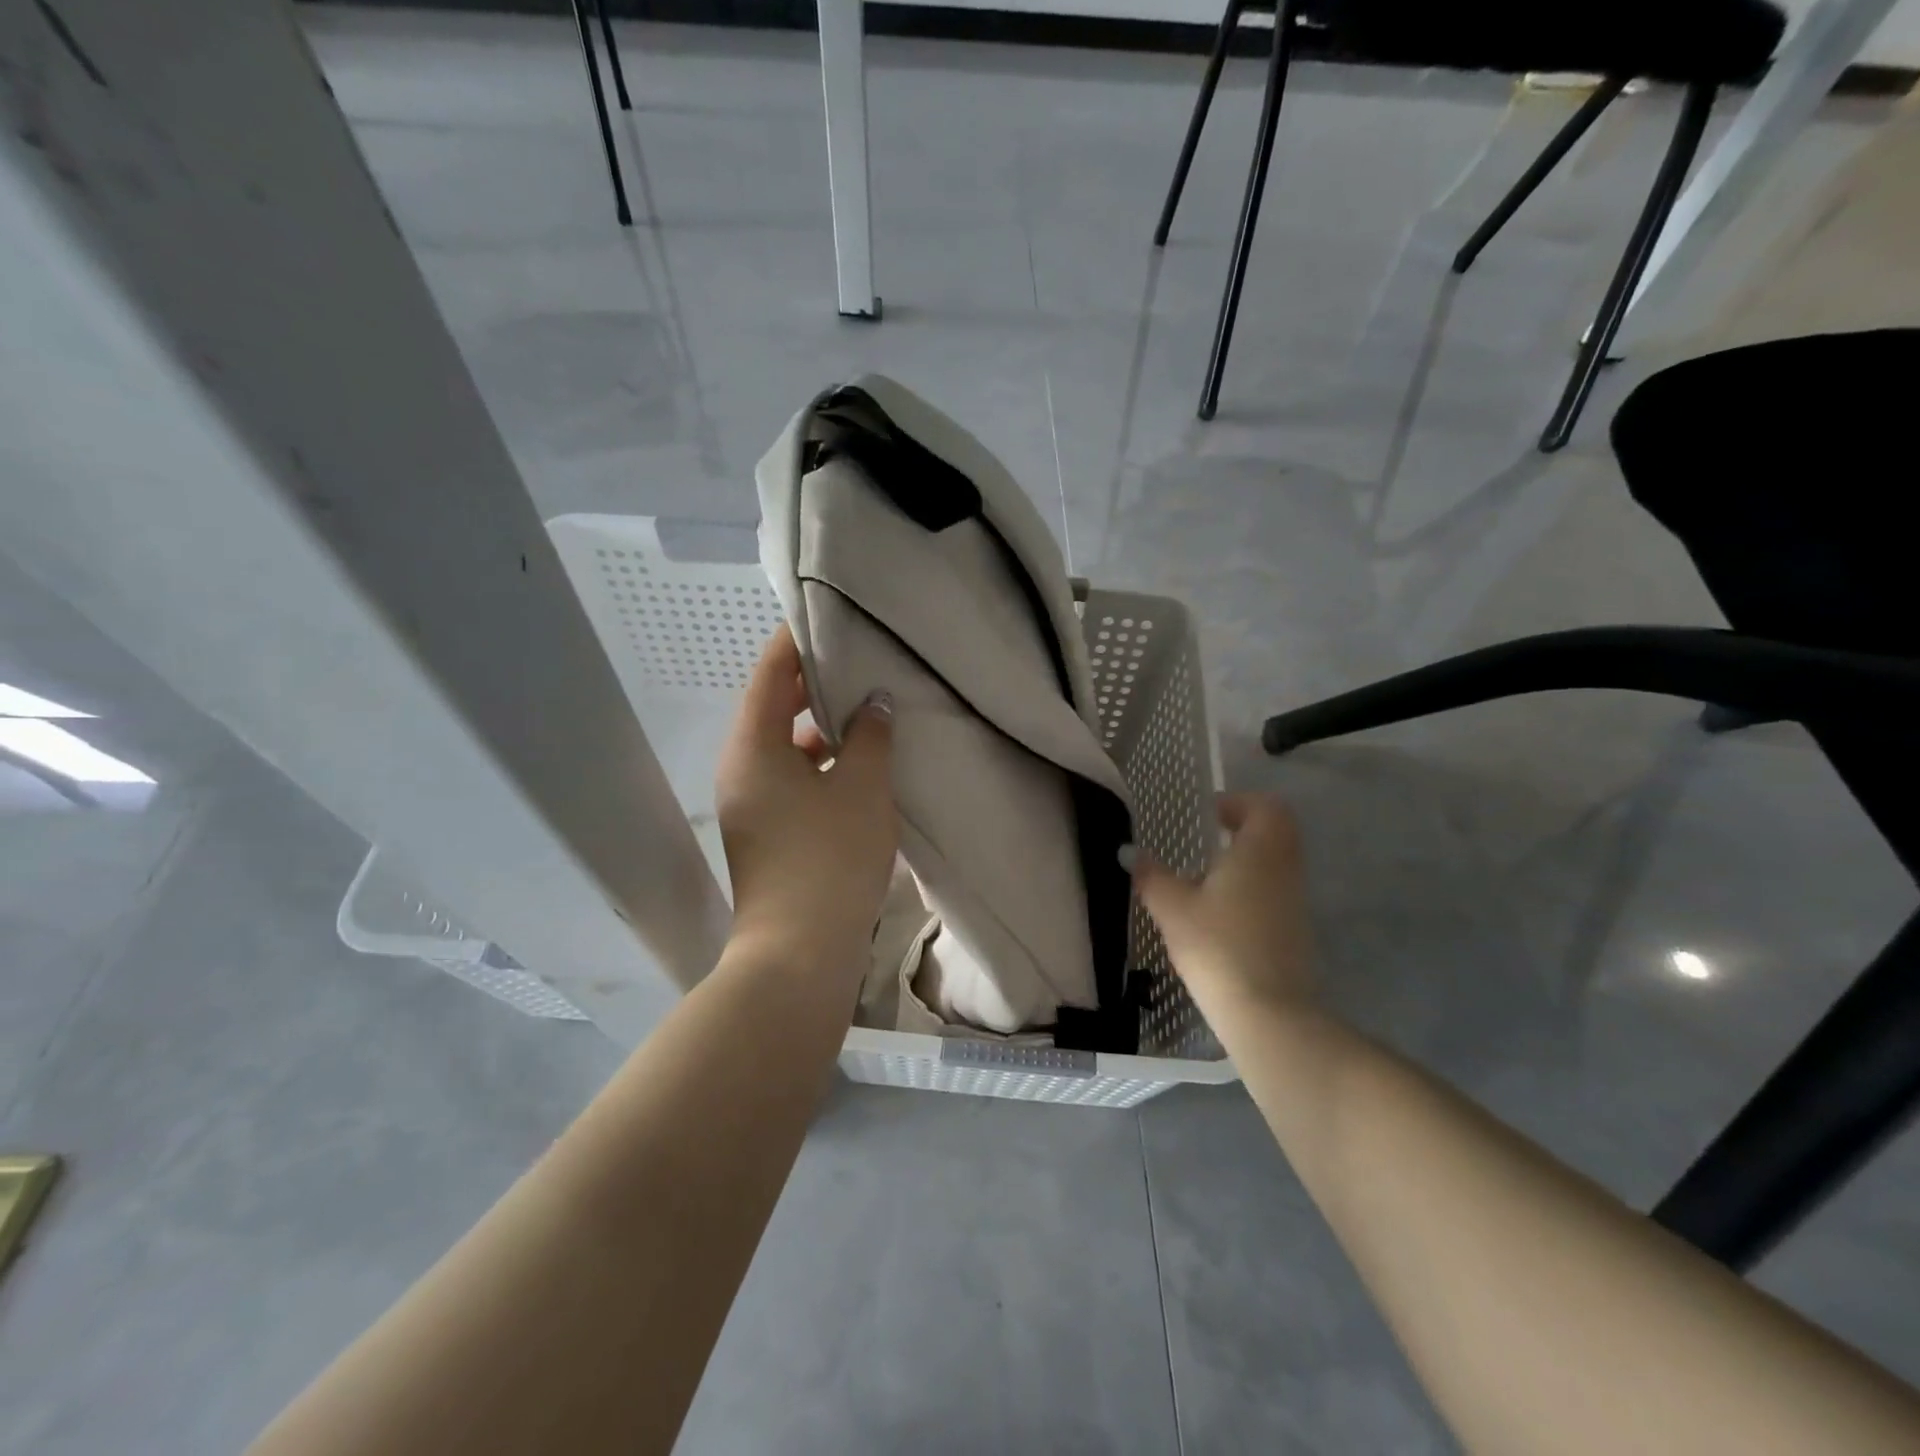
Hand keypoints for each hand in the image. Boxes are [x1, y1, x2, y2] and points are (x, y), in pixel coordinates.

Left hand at [715, 626, 896, 973]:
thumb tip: (874, 703)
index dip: (795, 641)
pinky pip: (790, 778)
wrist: (799, 952)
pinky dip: (819, 764)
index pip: (769, 673)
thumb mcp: (860, 787)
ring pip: (783, 747)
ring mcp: (750, 803)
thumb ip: (868, 736)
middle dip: (812, 684)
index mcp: (753, 747)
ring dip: (820, 727)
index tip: (826, 618)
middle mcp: (741, 768)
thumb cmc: (829, 858)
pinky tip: (859, 766)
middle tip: (857, 661)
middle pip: (773, 708)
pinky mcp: (766, 831)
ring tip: (866, 710)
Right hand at [1127, 794, 1316, 1022]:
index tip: (1208, 814)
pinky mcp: (1296, 931)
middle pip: (1276, 831)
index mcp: (1259, 851)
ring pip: (1278, 863)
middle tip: (1208, 839)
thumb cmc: (1218, 946)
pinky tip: (1221, 913)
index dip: (1238, 802)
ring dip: (1249, 859)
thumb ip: (1151, 876)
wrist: (1268, 1013)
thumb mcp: (1172, 908)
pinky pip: (1277, 891)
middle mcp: (1284, 869)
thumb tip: (1130, 853)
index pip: (1265, 807)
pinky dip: (1254, 888)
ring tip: (1207, 877)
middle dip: (1244, 828)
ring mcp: (1295, 902)